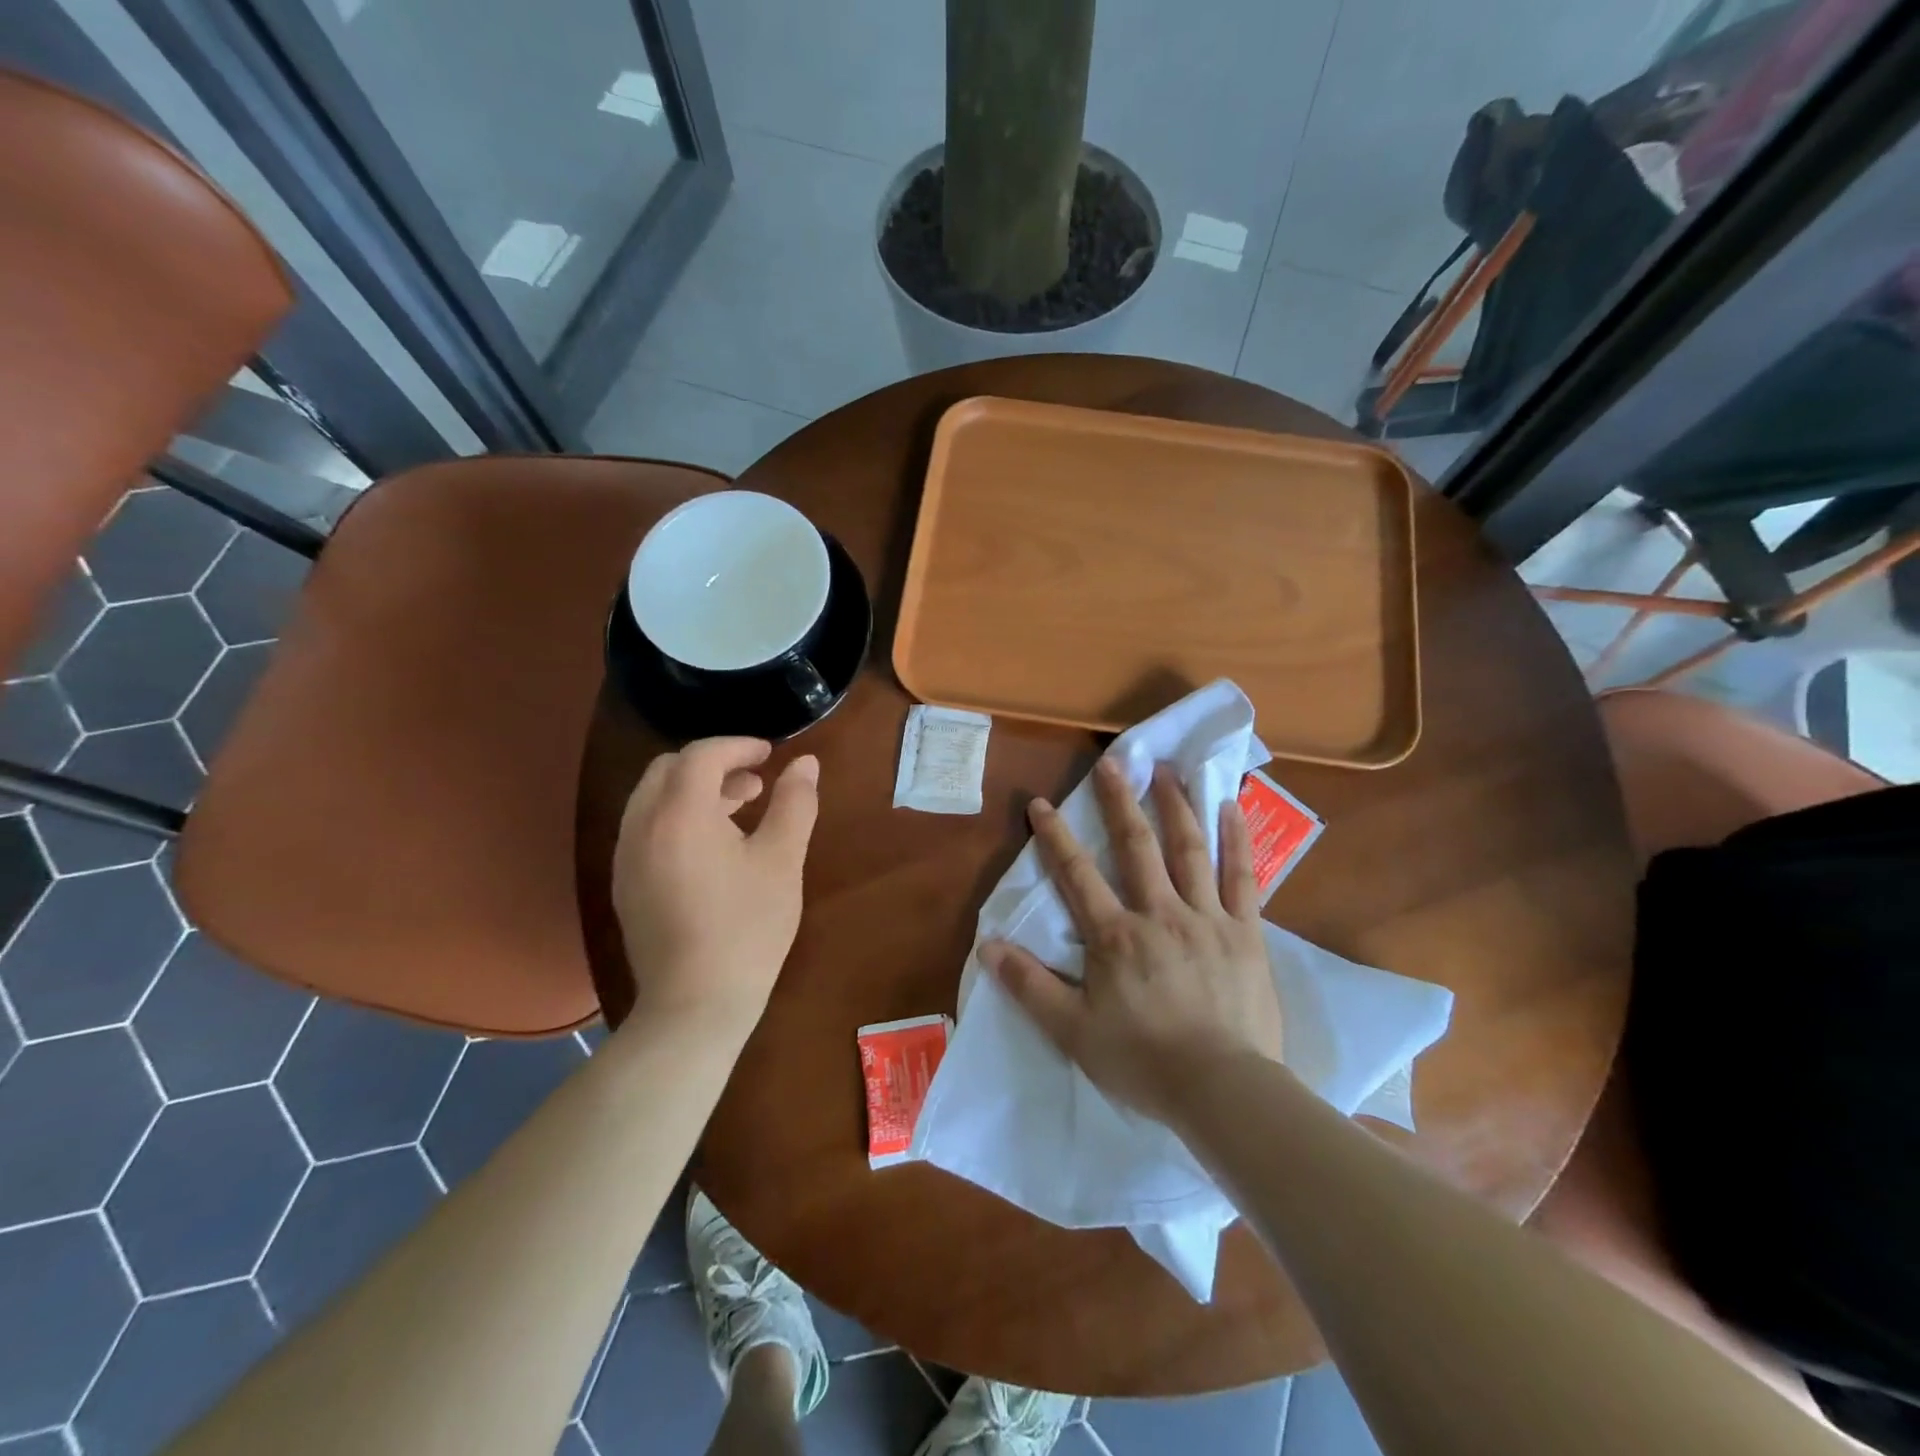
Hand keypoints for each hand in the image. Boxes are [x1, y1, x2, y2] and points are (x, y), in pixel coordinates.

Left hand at [611, 737, 819, 1035]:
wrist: (695, 1004)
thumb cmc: (747, 927)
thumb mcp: (782, 860)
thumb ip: (794, 803)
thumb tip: (805, 763)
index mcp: (680, 814)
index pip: (701, 755)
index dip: (738, 746)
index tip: (770, 754)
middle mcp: (641, 826)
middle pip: (668, 769)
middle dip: (713, 764)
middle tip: (754, 783)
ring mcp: (625, 857)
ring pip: (653, 798)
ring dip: (693, 790)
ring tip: (738, 812)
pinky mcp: (624, 883)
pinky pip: (645, 827)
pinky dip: (676, 817)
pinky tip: (711, 849)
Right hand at [984, 758, 1283, 1124]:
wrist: (1223, 1090)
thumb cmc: (1143, 1061)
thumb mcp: (1072, 1031)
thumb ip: (1029, 986)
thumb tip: (987, 946)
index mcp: (1115, 936)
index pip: (1077, 875)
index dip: (1055, 837)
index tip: (1041, 804)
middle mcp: (1159, 913)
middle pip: (1137, 847)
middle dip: (1120, 802)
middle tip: (1113, 763)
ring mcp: (1207, 918)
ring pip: (1189, 850)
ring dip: (1176, 806)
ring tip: (1167, 770)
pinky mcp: (1246, 932)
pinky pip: (1243, 877)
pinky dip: (1237, 840)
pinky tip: (1231, 807)